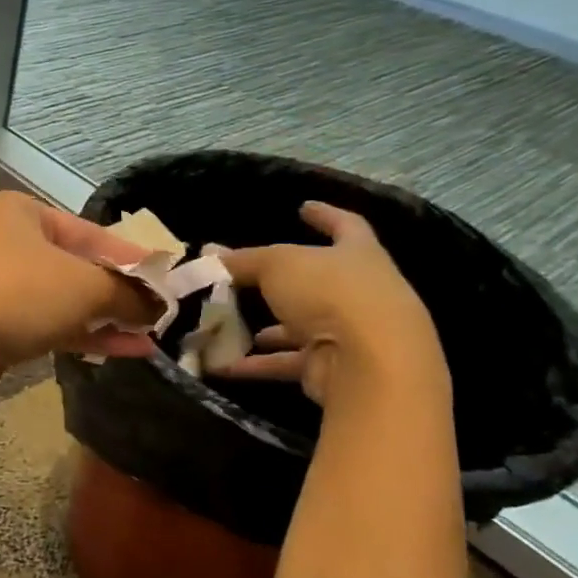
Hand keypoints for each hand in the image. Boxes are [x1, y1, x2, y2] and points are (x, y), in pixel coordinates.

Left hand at [0, 192, 162, 380]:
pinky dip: (81, 335)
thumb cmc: (15, 293)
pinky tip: (123, 350)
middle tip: (161, 312)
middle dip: (119, 291)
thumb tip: (160, 305)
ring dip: (105, 317)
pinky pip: (44, 325)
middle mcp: (3, 242)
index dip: (132, 256)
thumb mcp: (83, 286)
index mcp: (19, 213)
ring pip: (60, 299)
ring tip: (151, 337)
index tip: (169, 277)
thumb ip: (127, 293)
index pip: (89, 231)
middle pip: (74, 265)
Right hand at [209, 202, 446, 404]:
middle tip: (250, 277)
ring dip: (271, 328)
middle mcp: (361, 292)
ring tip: (231, 323)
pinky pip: (288, 362)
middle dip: (286, 282)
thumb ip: (243, 260)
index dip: (325, 214)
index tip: (304, 207)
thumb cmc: (330, 293)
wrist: (369, 364)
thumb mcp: (277, 265)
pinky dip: (257, 364)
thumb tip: (209, 254)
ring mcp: (349, 334)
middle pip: (320, 282)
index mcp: (358, 254)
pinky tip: (222, 364)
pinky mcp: (333, 369)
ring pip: (302, 326)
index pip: (345, 225)